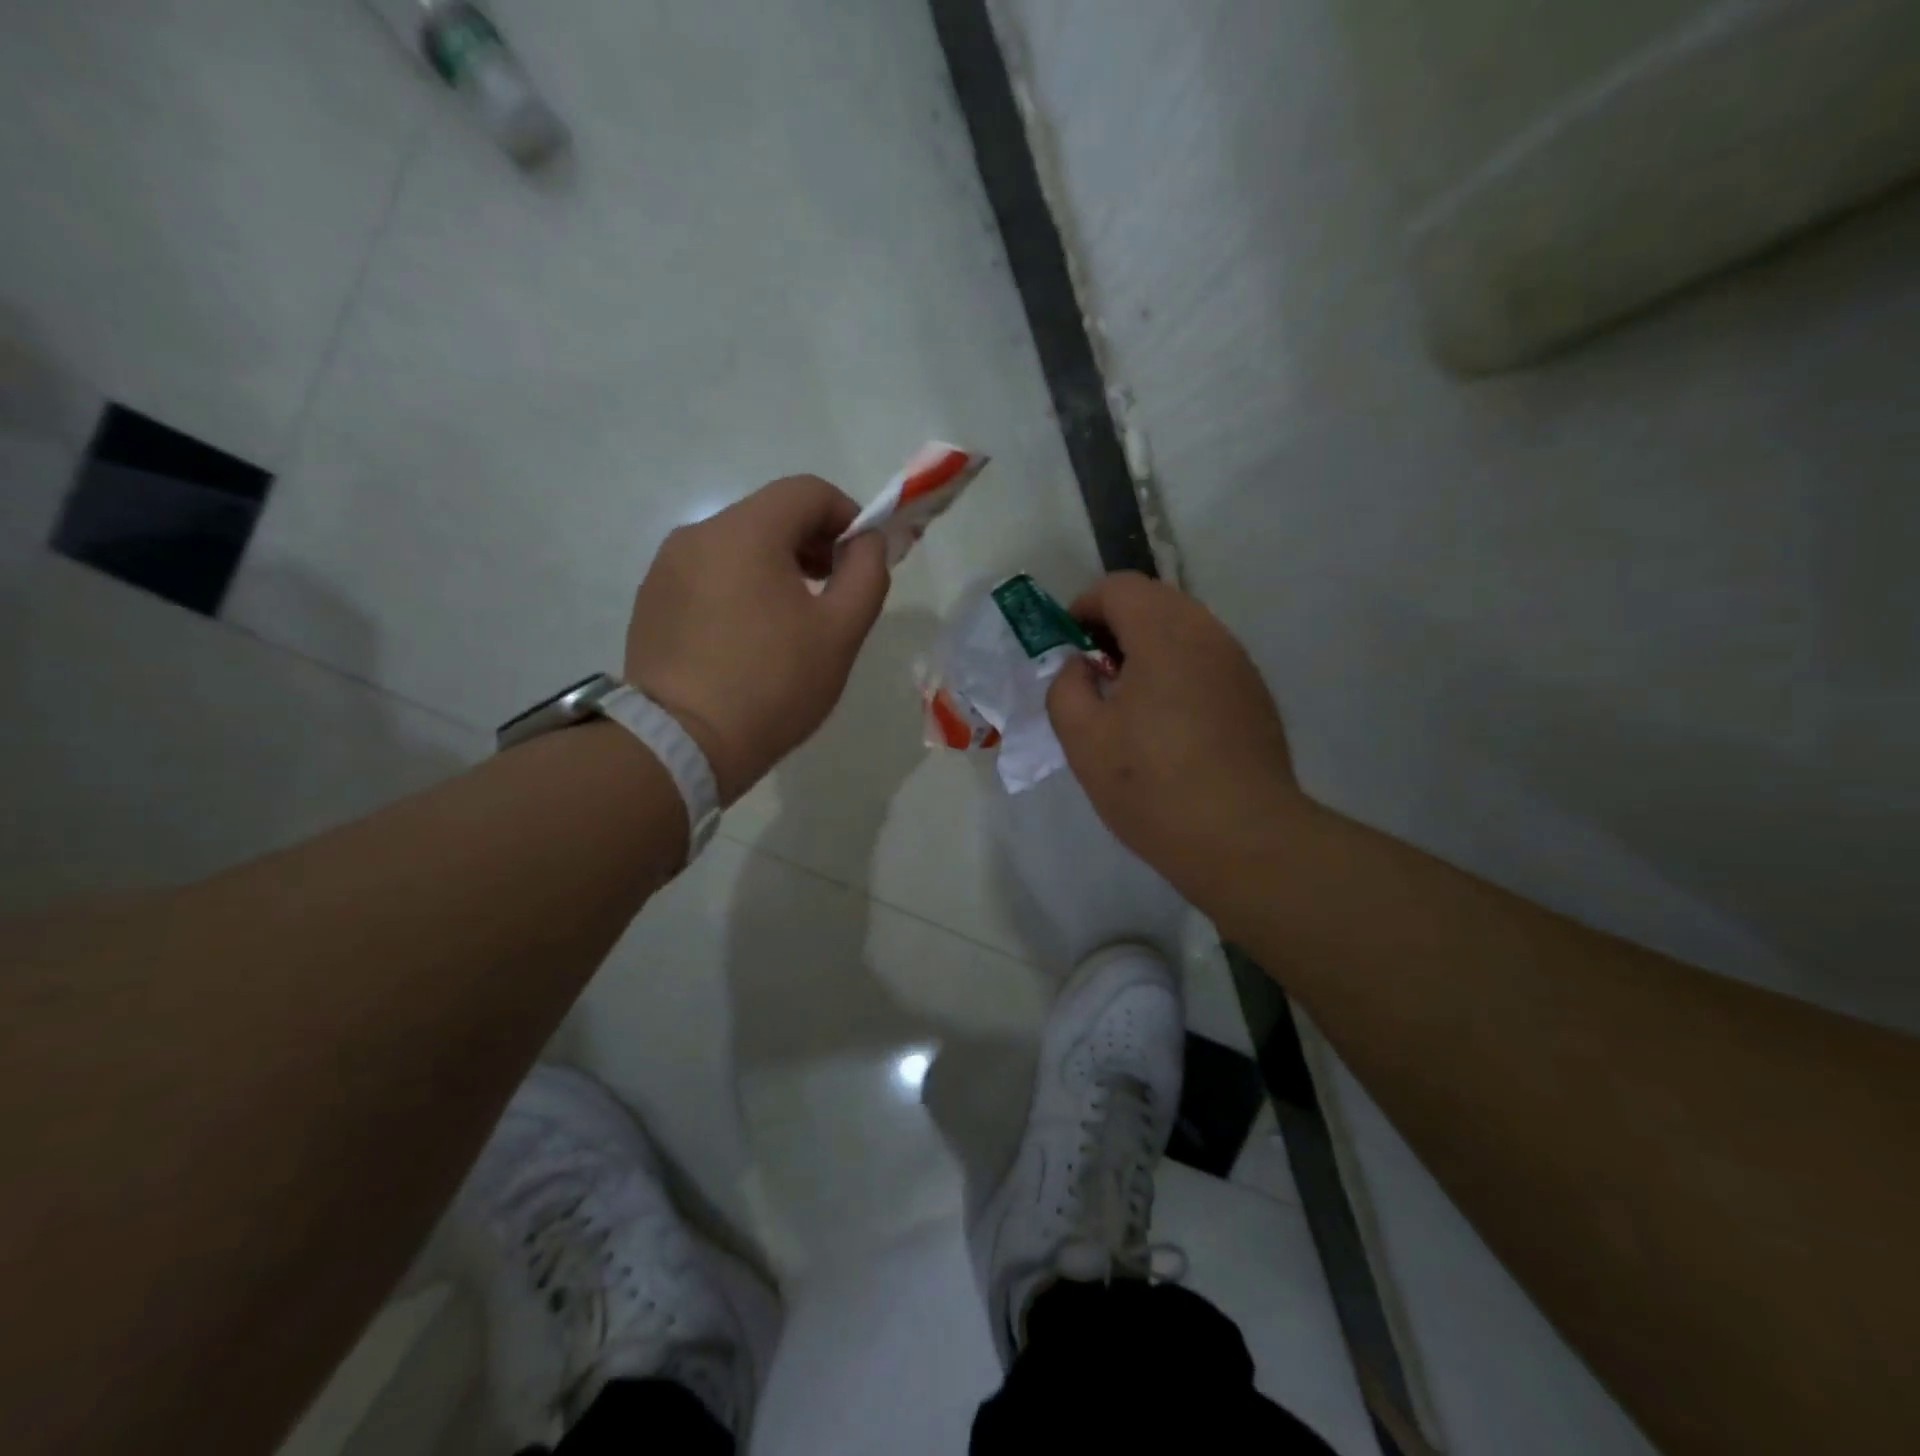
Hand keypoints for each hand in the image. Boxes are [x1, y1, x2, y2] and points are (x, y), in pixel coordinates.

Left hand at [625, 476, 889, 803]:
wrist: (681, 744)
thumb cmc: (772, 685)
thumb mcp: (840, 631)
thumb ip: (867, 573)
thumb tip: (867, 541)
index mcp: (746, 531)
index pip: (808, 491)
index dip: (848, 516)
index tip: (862, 561)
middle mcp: (699, 533)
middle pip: (770, 515)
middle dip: (813, 543)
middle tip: (833, 593)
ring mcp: (667, 567)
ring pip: (738, 546)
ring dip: (776, 567)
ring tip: (792, 622)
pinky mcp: (651, 601)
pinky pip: (708, 575)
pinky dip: (740, 588)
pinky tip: (749, 639)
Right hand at [1047, 572, 1301, 905]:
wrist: (1243, 838)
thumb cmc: (1152, 785)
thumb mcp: (1083, 738)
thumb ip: (1066, 687)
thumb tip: (1081, 667)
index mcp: (1164, 633)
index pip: (1119, 587)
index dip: (1083, 607)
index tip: (1067, 648)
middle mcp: (1209, 634)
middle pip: (1154, 602)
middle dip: (1115, 627)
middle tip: (1093, 674)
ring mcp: (1238, 663)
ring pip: (1184, 630)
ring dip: (1147, 649)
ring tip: (1128, 702)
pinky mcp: (1255, 695)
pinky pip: (1206, 661)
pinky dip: (1177, 671)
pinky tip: (1167, 725)